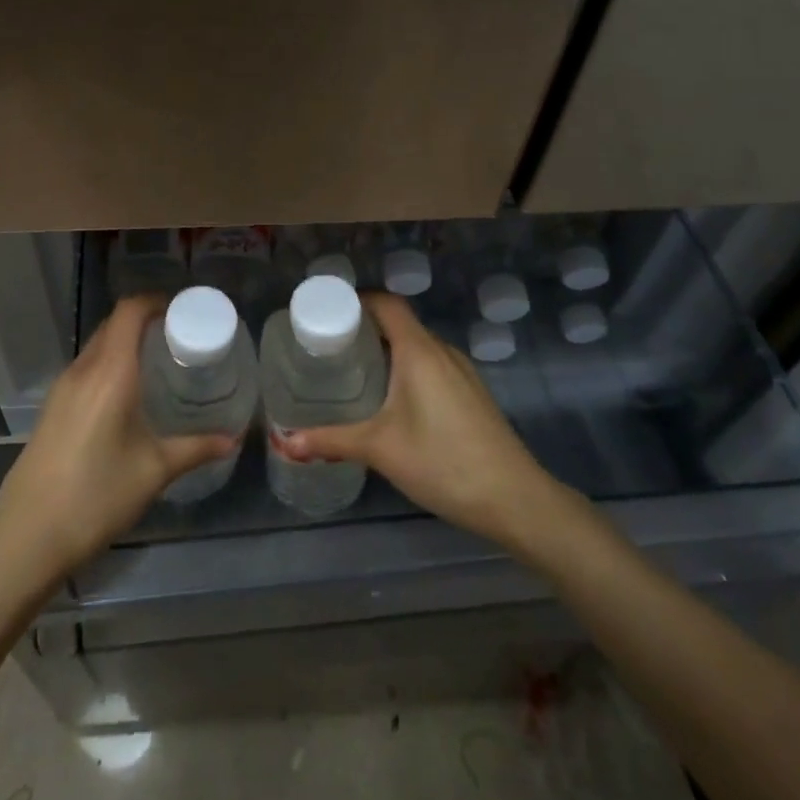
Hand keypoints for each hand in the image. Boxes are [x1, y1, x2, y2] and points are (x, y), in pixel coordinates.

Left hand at [0, 295, 235, 591]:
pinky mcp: (52, 407)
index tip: (184, 310)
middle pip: (113, 324)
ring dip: (125, 343)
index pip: (129, 311)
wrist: (27, 537)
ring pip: (97, 346)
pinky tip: (127, 393)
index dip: (156, 301)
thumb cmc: (97, 496)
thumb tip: (231, 439)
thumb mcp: (154, 471)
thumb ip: (195, 448)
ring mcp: (62, 388)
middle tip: (179, 336)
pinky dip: (109, 364)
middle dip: (145, 320)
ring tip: (158, 362)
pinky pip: (85, 368)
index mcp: (110, 373)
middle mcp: (83, 370)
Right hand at [282, 293, 560, 554]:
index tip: (325, 313)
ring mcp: (462, 371)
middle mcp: (442, 351)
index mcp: (419, 350)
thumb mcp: (380, 449)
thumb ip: (330, 441)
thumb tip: (283, 443)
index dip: (355, 301)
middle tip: (329, 346)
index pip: (386, 304)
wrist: (515, 499)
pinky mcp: (471, 392)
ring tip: (353, 370)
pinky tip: (391, 398)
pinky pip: (432, 364)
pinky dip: (407, 367)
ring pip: (417, 345)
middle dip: (364, 328)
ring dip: (387, 349)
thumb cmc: (443, 462)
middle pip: (399, 323)